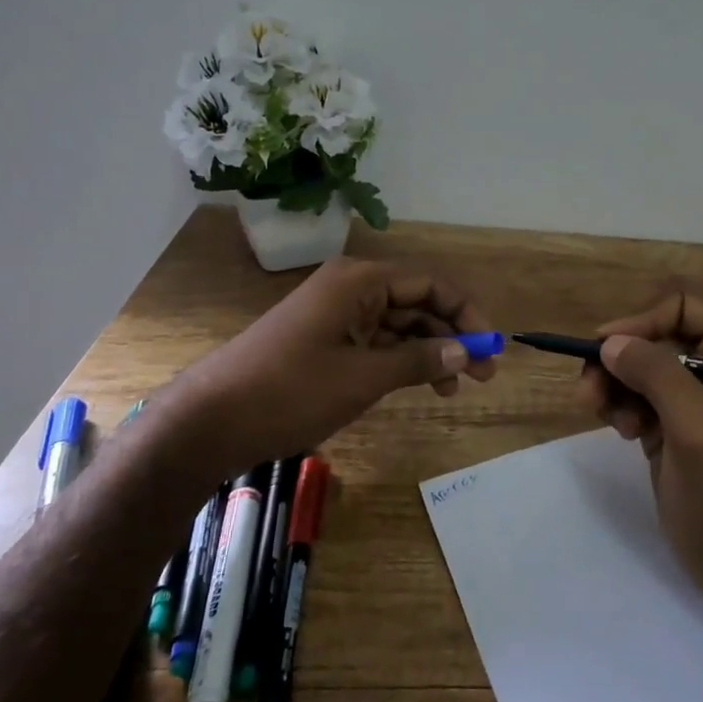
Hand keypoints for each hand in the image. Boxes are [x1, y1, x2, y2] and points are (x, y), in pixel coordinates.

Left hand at [169, 256, 497, 464]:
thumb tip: (465, 351)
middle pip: (416, 303)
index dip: (466, 313)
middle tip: (481, 376)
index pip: (430, 284)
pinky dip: (399, 361)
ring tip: (451, 390)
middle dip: (450, 336)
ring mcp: (334, 315)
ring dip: (427, 352)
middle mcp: (350, 288)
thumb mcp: (364, 377)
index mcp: (360, 281)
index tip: (491, 347)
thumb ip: (418, 360)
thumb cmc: (291, 390)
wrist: (210, 420)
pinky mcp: (322, 340)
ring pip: (397, 325)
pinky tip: (416, 385)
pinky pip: (373, 342)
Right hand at [577, 293, 702, 606]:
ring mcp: (691, 396)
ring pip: (636, 365)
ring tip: (604, 416)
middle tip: (588, 392)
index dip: (640, 321)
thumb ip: (657, 374)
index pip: (681, 307)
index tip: (605, 350)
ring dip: (612, 384)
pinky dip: (618, 405)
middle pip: (652, 335)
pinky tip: (622, 430)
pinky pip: (633, 394)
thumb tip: (609, 342)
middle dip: (618, 359)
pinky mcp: (670, 423)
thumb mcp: (697, 427)